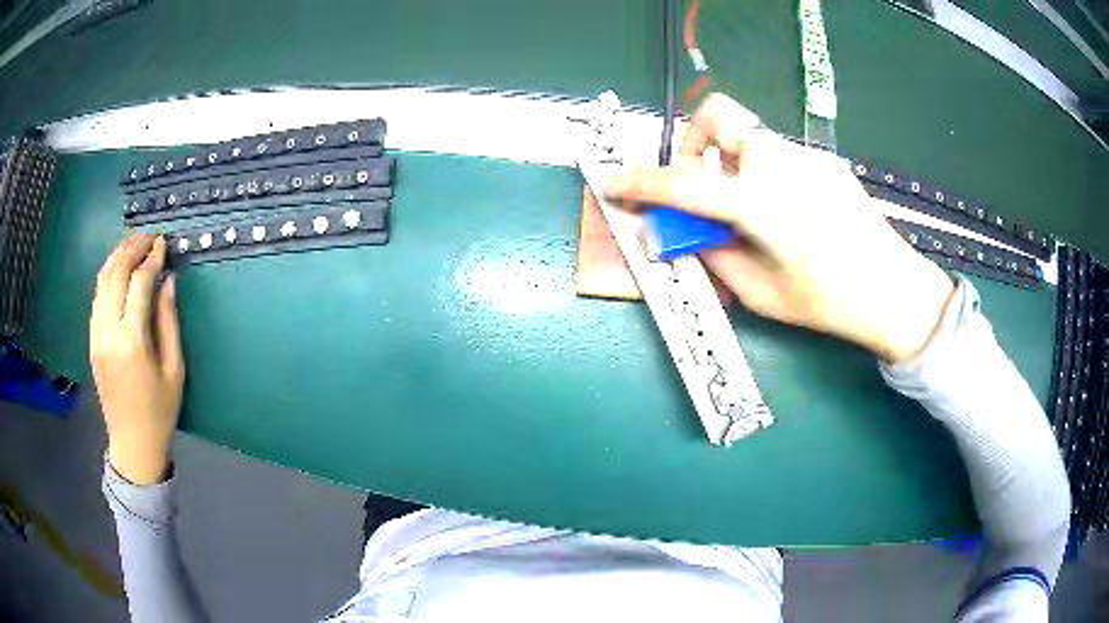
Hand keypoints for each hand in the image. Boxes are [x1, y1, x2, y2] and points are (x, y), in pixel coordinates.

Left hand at [90, 235, 184, 484]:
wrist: (133, 444)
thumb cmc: (160, 411)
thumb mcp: (174, 369)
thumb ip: (169, 321)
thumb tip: (168, 282)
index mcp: (132, 341)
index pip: (139, 283)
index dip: (152, 258)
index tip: (163, 243)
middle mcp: (109, 332)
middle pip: (116, 274)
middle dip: (132, 248)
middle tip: (149, 236)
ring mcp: (96, 335)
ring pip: (102, 281)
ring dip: (117, 257)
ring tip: (133, 245)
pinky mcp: (92, 340)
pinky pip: (97, 297)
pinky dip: (108, 276)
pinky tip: (119, 271)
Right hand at [606, 93, 954, 362]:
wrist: (894, 291)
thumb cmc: (828, 301)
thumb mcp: (760, 293)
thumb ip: (715, 255)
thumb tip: (689, 233)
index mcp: (761, 202)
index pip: (683, 184)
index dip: (641, 184)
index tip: (614, 183)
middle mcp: (780, 164)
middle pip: (719, 114)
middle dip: (694, 142)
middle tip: (698, 183)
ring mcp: (806, 157)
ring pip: (750, 139)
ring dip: (730, 164)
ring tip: (746, 211)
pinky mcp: (824, 162)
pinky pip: (778, 156)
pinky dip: (761, 176)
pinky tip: (783, 215)